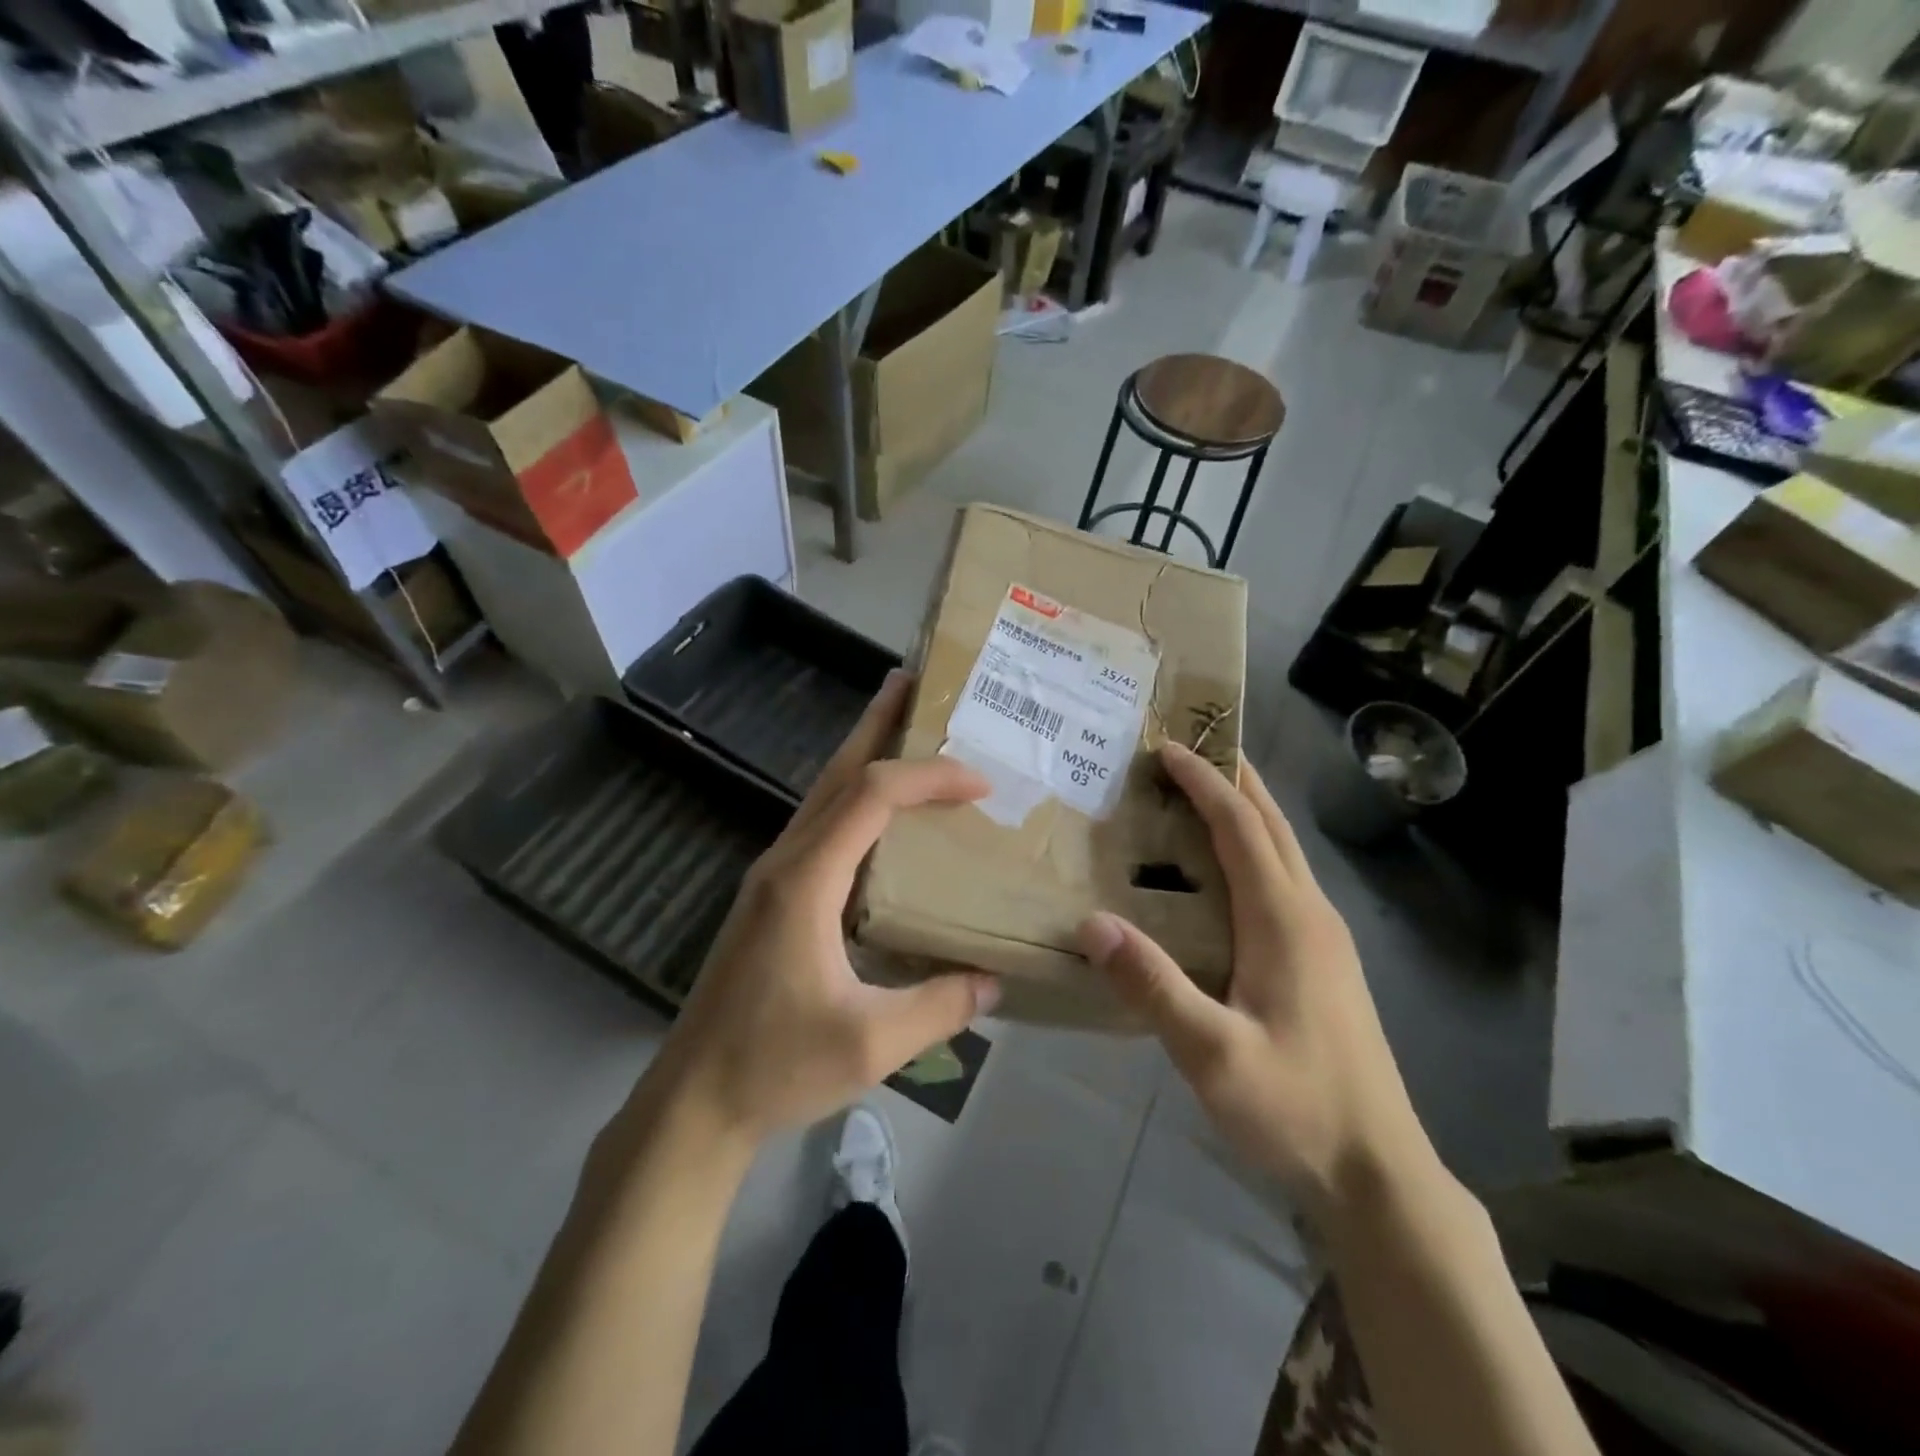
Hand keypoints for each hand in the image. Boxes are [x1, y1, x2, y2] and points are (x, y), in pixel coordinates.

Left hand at [654, 671, 999, 1145]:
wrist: (695, 1099)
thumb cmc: (776, 1066)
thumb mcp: (873, 1044)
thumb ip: (941, 1006)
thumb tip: (994, 978)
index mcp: (806, 880)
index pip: (870, 797)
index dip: (927, 777)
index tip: (980, 781)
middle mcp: (785, 861)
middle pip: (835, 773)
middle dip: (876, 724)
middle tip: (912, 683)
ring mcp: (772, 876)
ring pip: (822, 795)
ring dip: (862, 757)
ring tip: (901, 729)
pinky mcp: (771, 896)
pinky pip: (820, 826)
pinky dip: (853, 799)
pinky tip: (878, 813)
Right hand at [1078, 744, 1432, 1220]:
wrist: (1378, 1173)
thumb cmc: (1295, 1109)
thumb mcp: (1213, 1056)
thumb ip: (1153, 986)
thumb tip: (1091, 923)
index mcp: (1285, 921)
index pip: (1240, 827)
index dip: (1204, 781)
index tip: (1166, 746)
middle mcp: (1310, 914)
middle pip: (1271, 824)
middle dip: (1232, 776)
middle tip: (1186, 746)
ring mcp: (1324, 938)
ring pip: (1282, 850)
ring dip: (1245, 809)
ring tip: (1199, 790)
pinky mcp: (1323, 961)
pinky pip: (1283, 879)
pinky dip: (1252, 847)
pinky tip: (1224, 868)